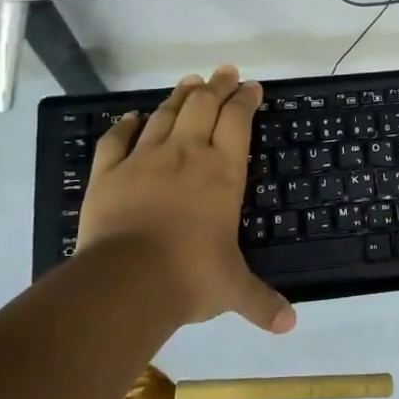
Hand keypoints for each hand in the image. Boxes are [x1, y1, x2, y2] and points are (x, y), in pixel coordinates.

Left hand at [77, 66, 295, 333]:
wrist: (127, 281)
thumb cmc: (191, 277)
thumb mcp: (233, 290)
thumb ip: (262, 303)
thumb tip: (290, 326)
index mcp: (222, 173)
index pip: (237, 122)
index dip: (245, 100)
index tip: (252, 87)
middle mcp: (186, 155)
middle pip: (203, 106)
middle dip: (217, 86)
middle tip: (225, 72)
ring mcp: (143, 160)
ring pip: (164, 115)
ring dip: (179, 96)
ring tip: (190, 82)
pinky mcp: (108, 173)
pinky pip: (116, 140)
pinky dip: (125, 125)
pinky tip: (131, 117)